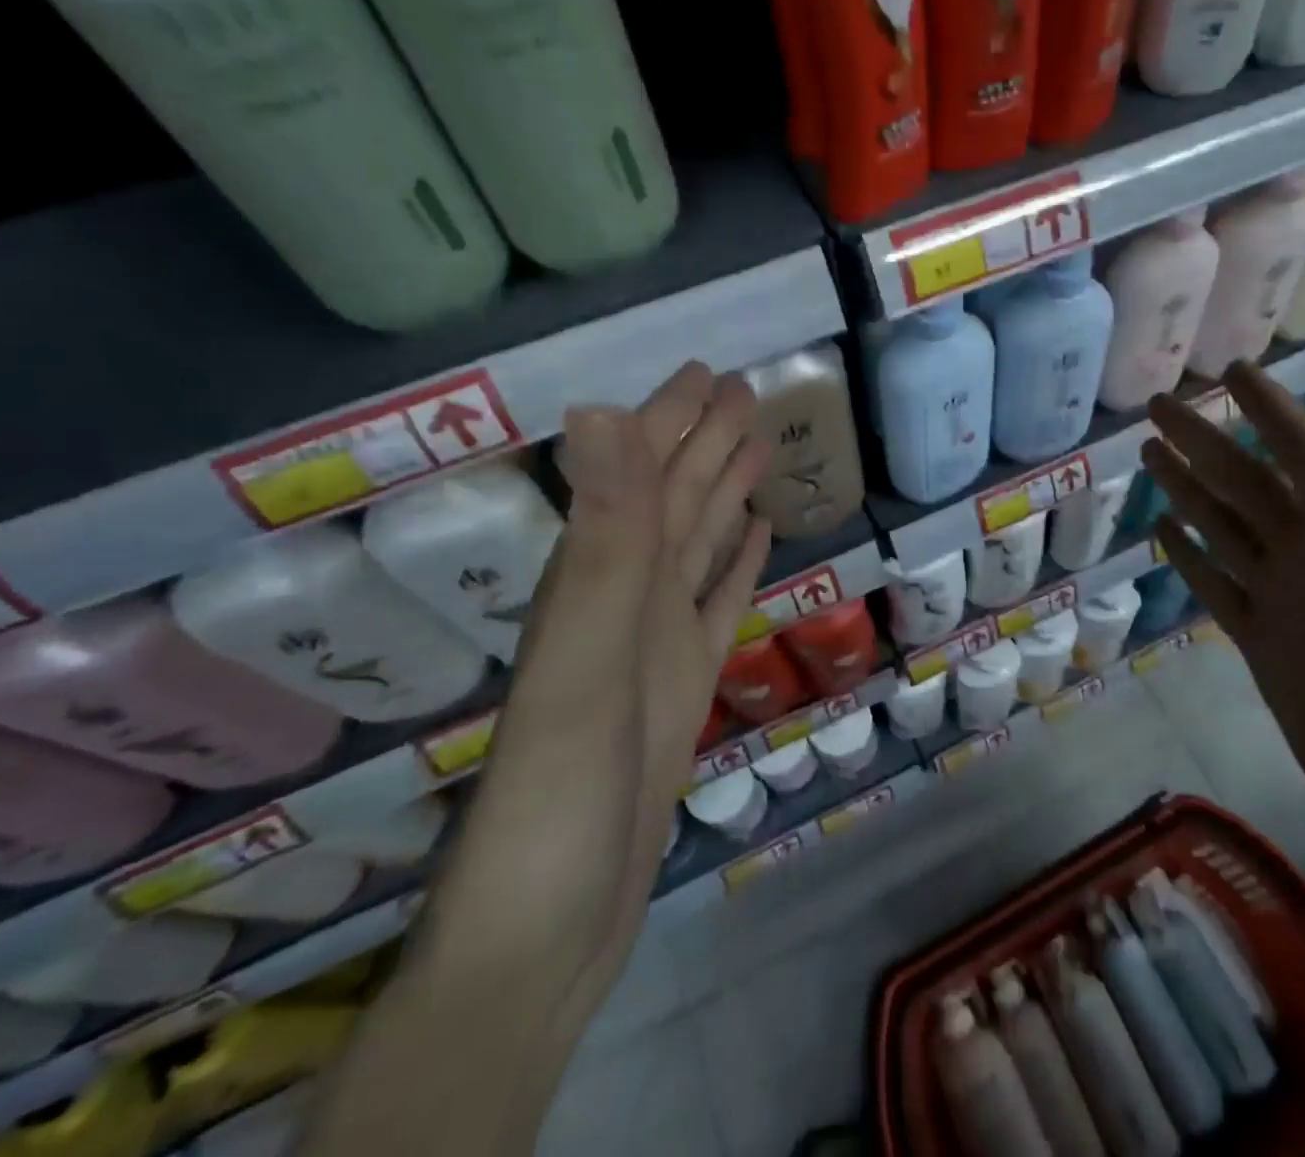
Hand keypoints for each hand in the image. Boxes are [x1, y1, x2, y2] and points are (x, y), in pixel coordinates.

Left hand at [560, 363, 773, 769]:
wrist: (547, 932)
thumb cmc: (561, 794)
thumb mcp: (583, 658)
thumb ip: (604, 537)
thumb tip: (595, 409)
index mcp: (599, 581)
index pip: (643, 476)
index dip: (671, 420)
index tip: (709, 373)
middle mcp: (623, 599)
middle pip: (674, 501)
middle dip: (706, 442)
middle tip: (747, 393)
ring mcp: (654, 645)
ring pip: (696, 545)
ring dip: (724, 495)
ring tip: (758, 450)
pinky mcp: (682, 687)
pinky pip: (715, 605)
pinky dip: (735, 567)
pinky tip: (755, 538)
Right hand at [1143, 364, 1304, 916]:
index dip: (1270, 408)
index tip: (1230, 368)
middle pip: (1250, 485)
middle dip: (1205, 442)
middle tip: (1154, 407)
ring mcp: (1292, 603)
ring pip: (1229, 531)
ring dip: (1190, 492)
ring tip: (1147, 457)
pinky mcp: (1267, 648)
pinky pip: (1221, 589)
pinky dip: (1193, 560)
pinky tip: (1163, 534)